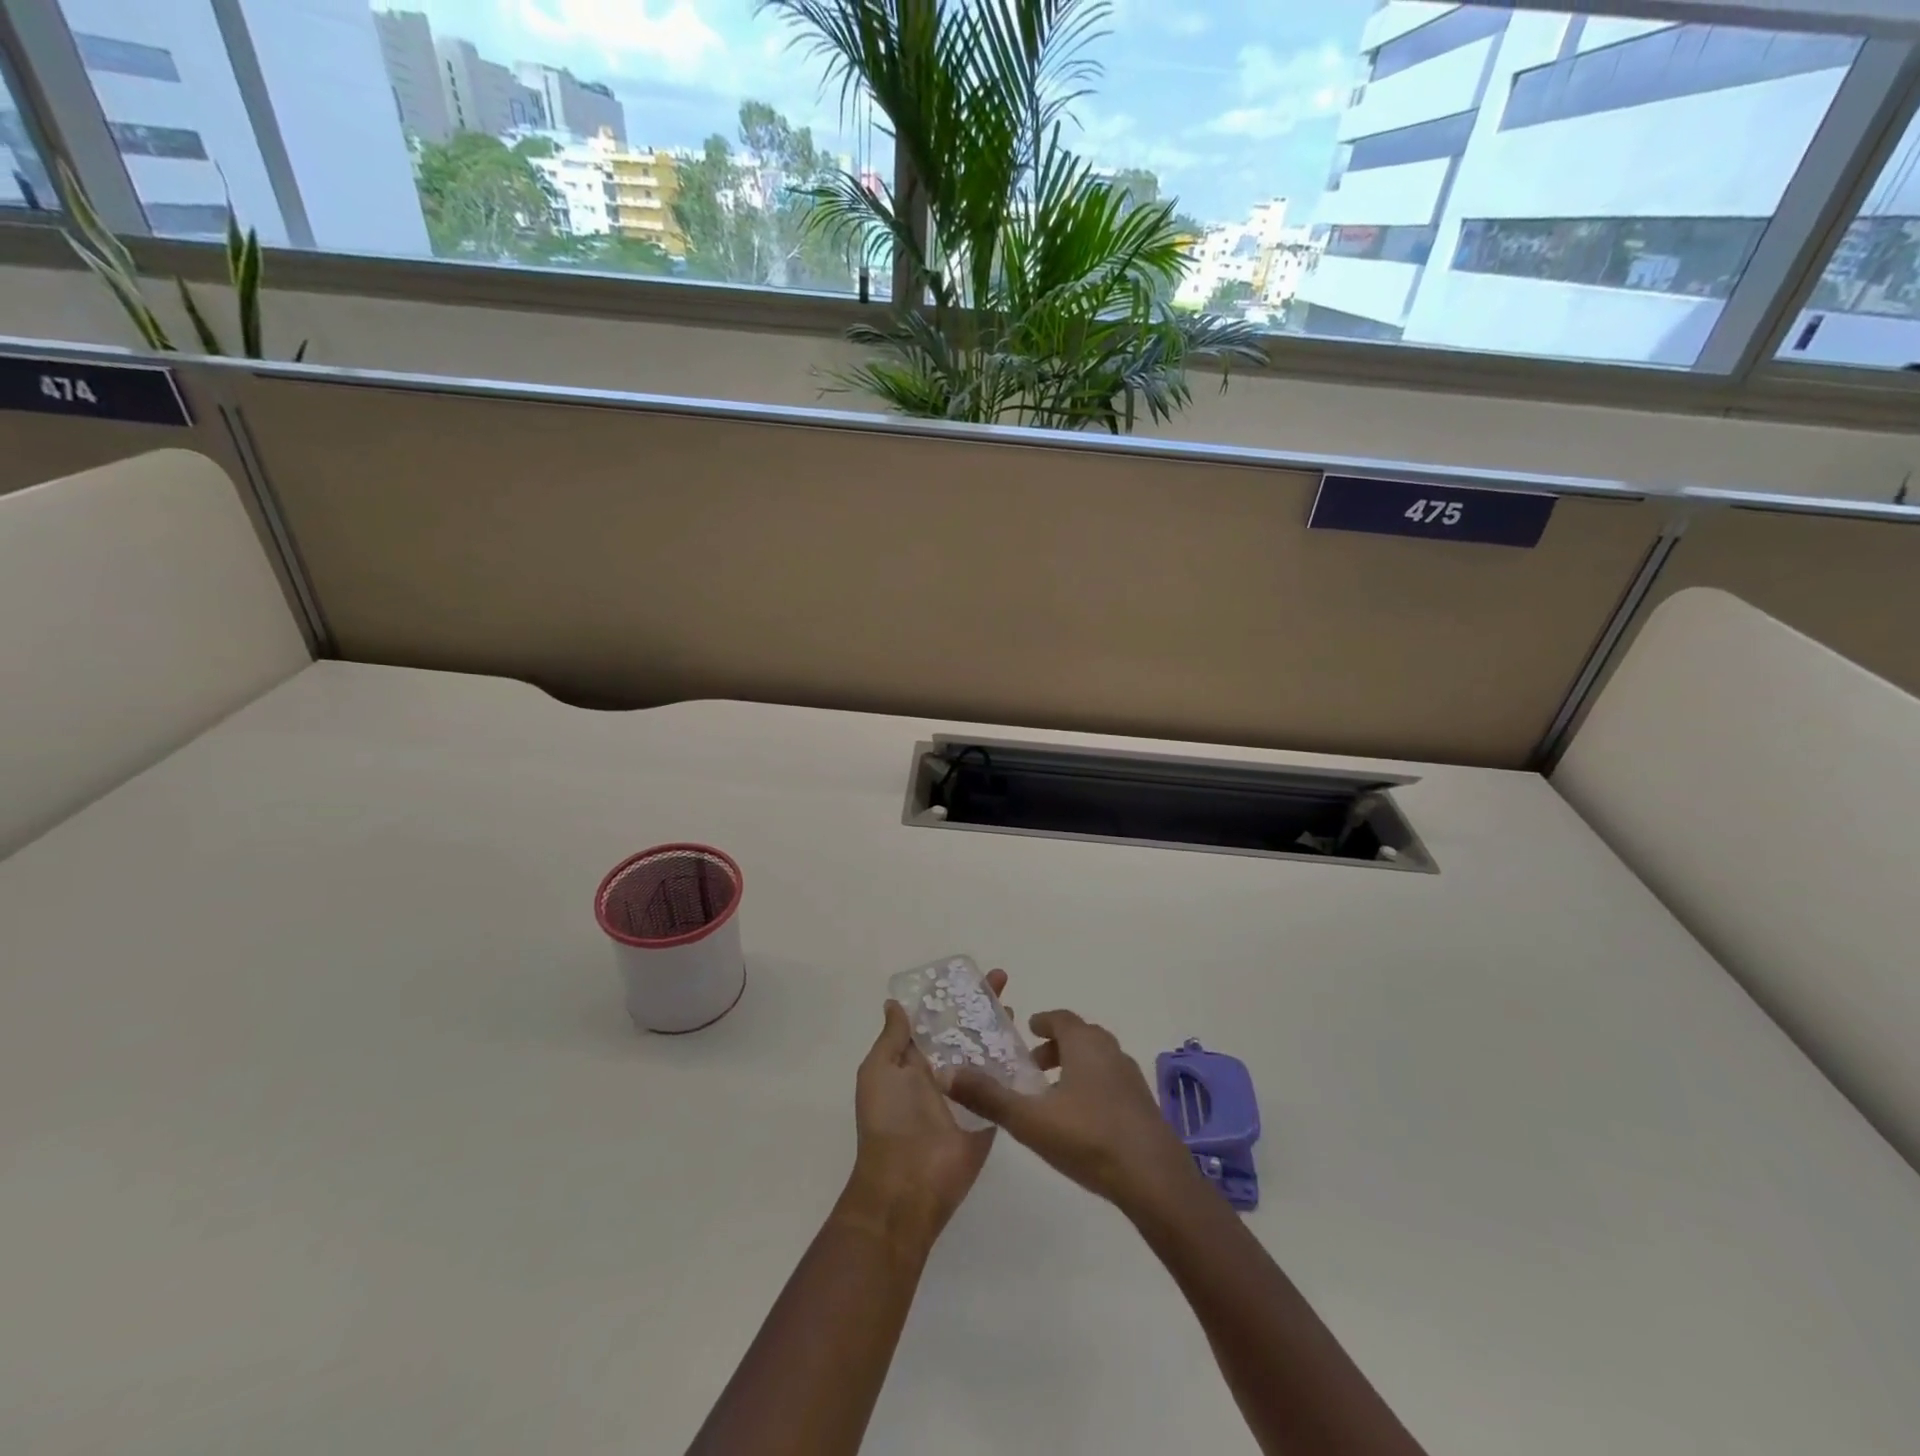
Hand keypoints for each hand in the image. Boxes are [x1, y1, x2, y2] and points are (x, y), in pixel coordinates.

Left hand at [840, 969, 1008, 1249]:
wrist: (908, 1183)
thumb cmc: (888, 1121)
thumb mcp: (878, 1071)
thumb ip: (892, 1038)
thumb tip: (894, 1003)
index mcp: (913, 1062)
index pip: (935, 1020)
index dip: (950, 997)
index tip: (968, 974)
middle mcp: (942, 1072)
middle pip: (965, 1030)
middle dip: (981, 1005)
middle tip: (1002, 979)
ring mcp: (968, 1091)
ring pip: (987, 1051)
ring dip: (1000, 1029)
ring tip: (1015, 1006)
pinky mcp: (990, 1111)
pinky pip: (1004, 1082)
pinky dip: (1015, 1063)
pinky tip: (1030, 1041)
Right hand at [945, 1009, 1195, 1217]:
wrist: (1154, 1179)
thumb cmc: (1088, 1138)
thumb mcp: (1029, 1119)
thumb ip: (988, 1096)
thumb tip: (945, 1073)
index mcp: (1084, 1043)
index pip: (1061, 1018)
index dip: (1042, 1021)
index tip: (1026, 1030)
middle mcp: (1110, 1050)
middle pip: (1080, 1036)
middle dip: (1055, 1046)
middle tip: (1032, 1066)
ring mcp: (1131, 1077)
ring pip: (1098, 1059)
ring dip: (1075, 1066)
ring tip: (1053, 1095)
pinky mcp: (1143, 1104)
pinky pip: (1111, 1081)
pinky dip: (1092, 1086)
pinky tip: (1081, 1119)